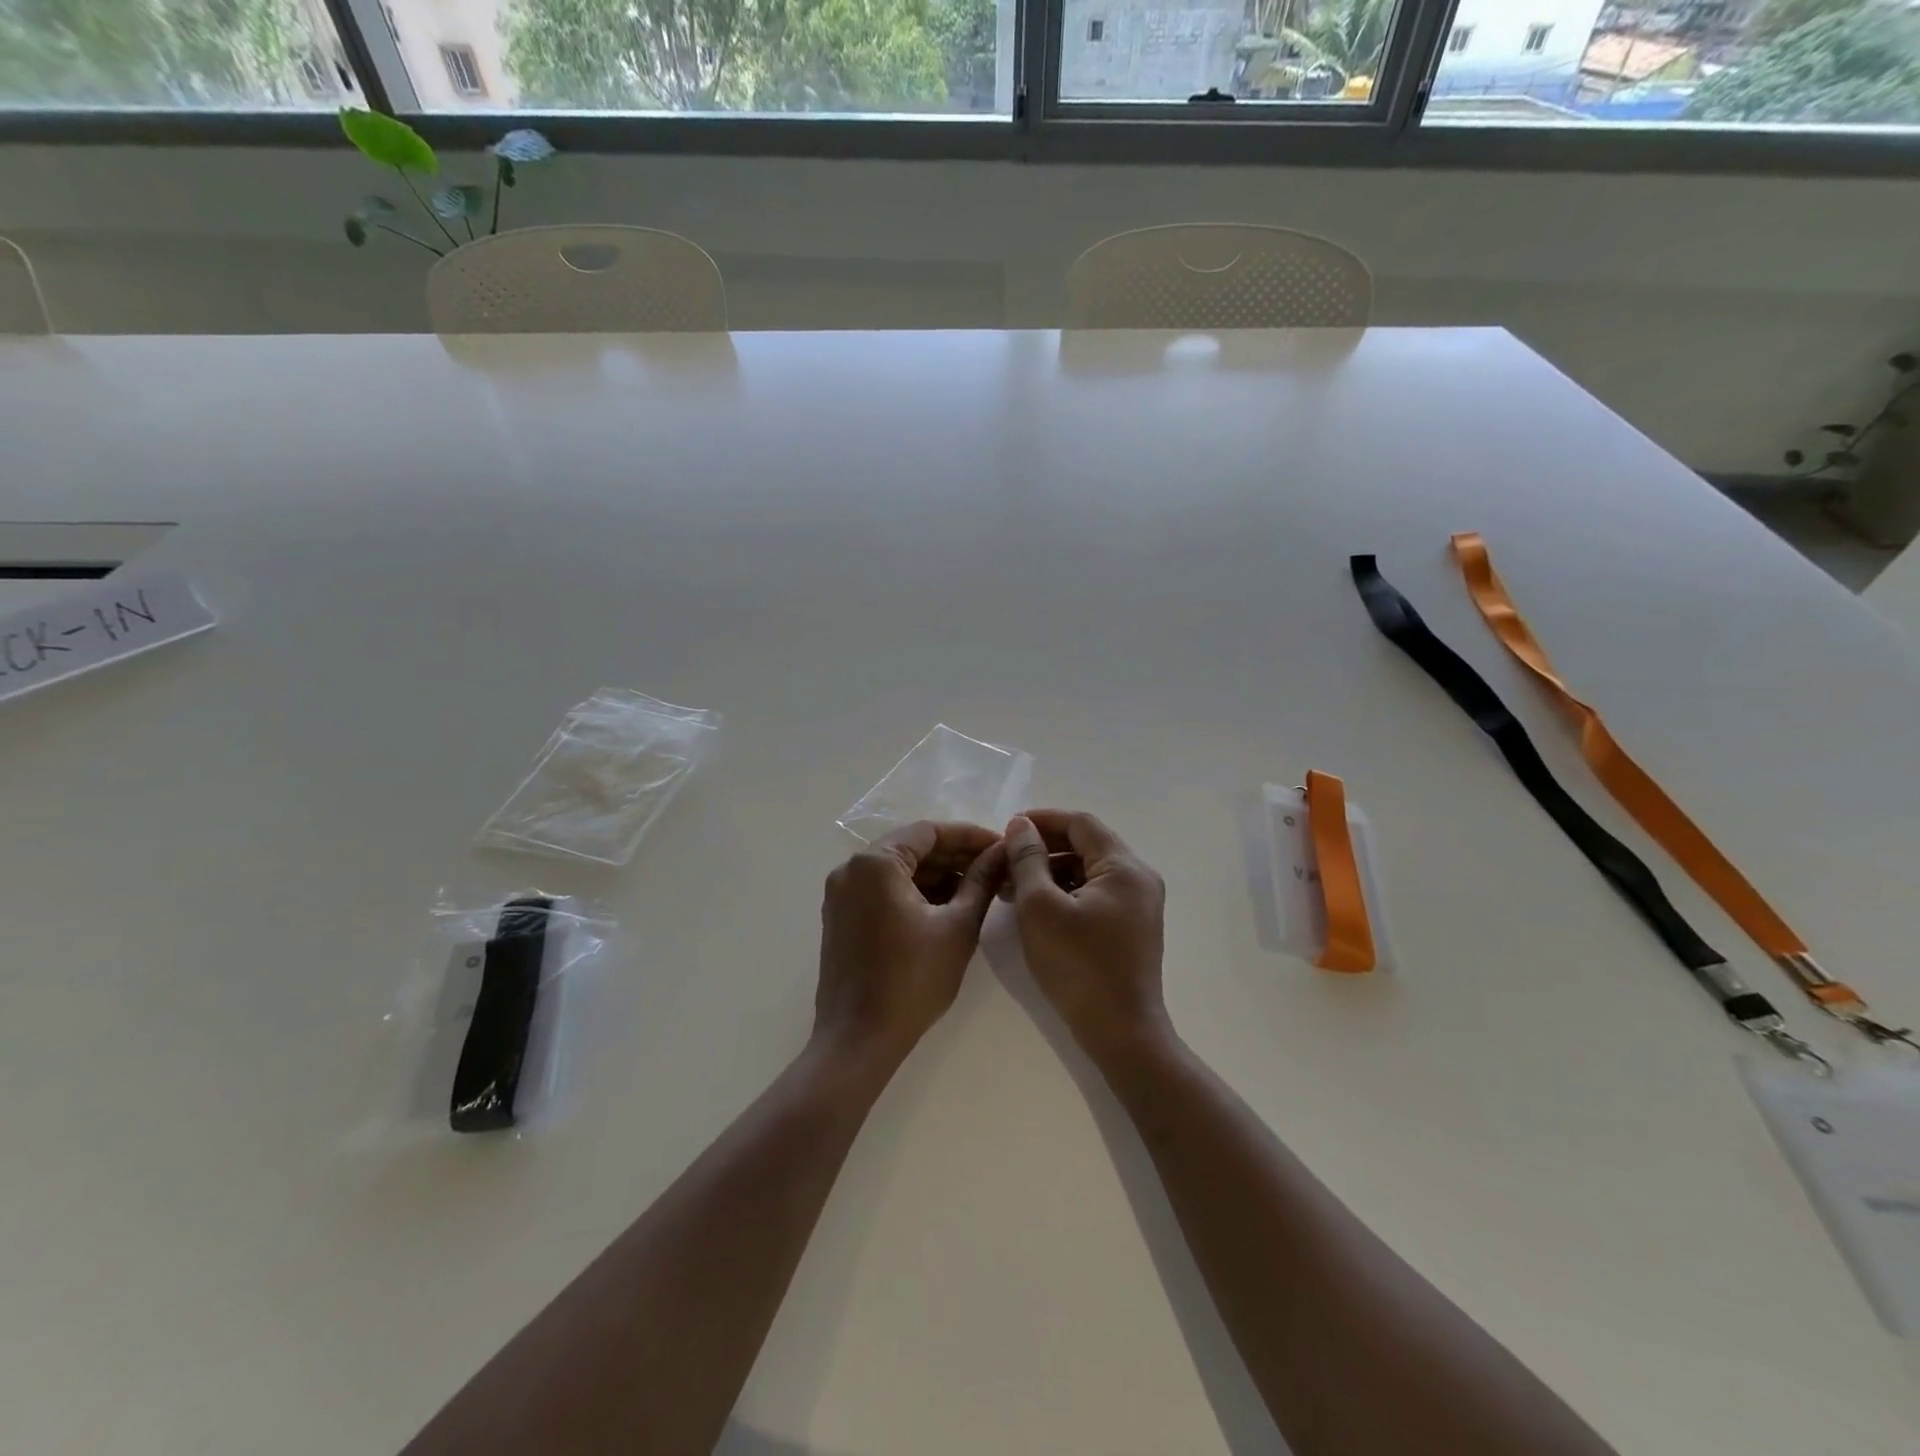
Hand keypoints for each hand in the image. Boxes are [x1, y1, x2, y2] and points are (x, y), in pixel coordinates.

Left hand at [815, 821, 1005, 1065]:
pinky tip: (948, 906)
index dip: (970, 836)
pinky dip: (915, 893)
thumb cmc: (912, 980)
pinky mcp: (842, 917)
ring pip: (898, 870)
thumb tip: (1002, 852)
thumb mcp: (957, 926)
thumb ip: (981, 881)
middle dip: (955, 856)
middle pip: (912, 848)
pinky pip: (883, 890)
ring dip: (937, 875)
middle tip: (996, 868)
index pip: (929, 831)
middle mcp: (851, 869)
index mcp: (876, 863)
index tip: (1002, 847)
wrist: (858, 1040)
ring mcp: (842, 894)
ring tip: (980, 889)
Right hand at [1003, 811, 1169, 1064]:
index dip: (1042, 820)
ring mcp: (1138, 904)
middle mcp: (1139, 878)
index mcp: (1124, 867)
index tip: (1008, 828)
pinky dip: (1066, 892)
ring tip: (1012, 885)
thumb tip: (1021, 825)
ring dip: (1051, 871)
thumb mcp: (1040, 908)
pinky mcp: (1131, 927)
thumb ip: (1028, 859)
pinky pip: (1095, 893)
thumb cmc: (1078, 967)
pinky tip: (1035, 907)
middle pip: (1087, 845)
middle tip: (1006, 858)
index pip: (1080, 823)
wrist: (1121, 1034)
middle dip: (1044, 847)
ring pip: (1089, 870)